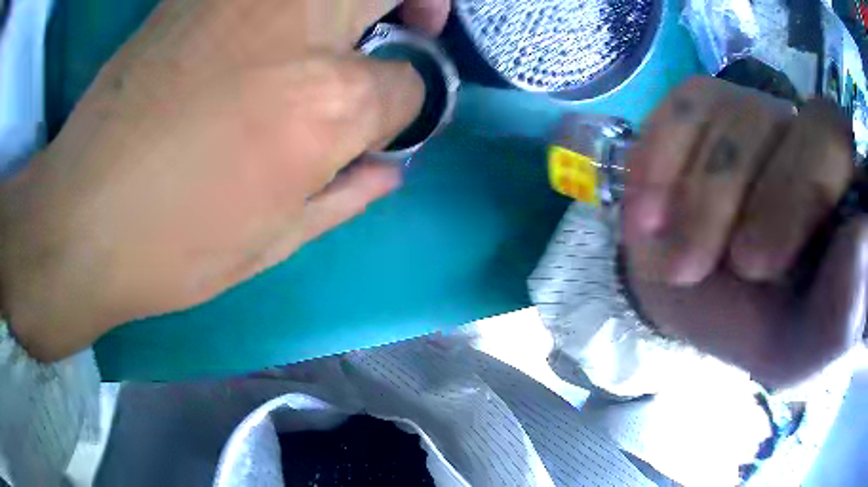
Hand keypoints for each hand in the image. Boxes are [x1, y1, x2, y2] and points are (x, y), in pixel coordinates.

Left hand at [0, 0, 450, 360]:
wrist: (80, 220)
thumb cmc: (178, 244)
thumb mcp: (279, 238)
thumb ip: (349, 190)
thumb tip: (388, 166)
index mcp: (326, 98)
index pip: (408, 82)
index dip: (407, 103)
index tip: (390, 115)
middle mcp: (295, 19)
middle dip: (421, 3)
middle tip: (410, 27)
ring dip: (354, 0)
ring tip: (345, 28)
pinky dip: (292, 3)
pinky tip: (276, 30)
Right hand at [624, 77, 865, 386]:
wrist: (702, 301)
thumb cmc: (760, 327)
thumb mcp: (802, 347)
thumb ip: (841, 313)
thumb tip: (863, 243)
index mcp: (838, 189)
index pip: (833, 141)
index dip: (800, 190)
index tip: (757, 266)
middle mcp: (800, 134)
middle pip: (779, 122)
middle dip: (743, 199)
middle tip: (708, 268)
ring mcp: (751, 111)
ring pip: (729, 114)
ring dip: (697, 196)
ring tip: (675, 260)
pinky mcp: (702, 105)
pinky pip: (681, 107)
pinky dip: (659, 159)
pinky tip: (647, 211)